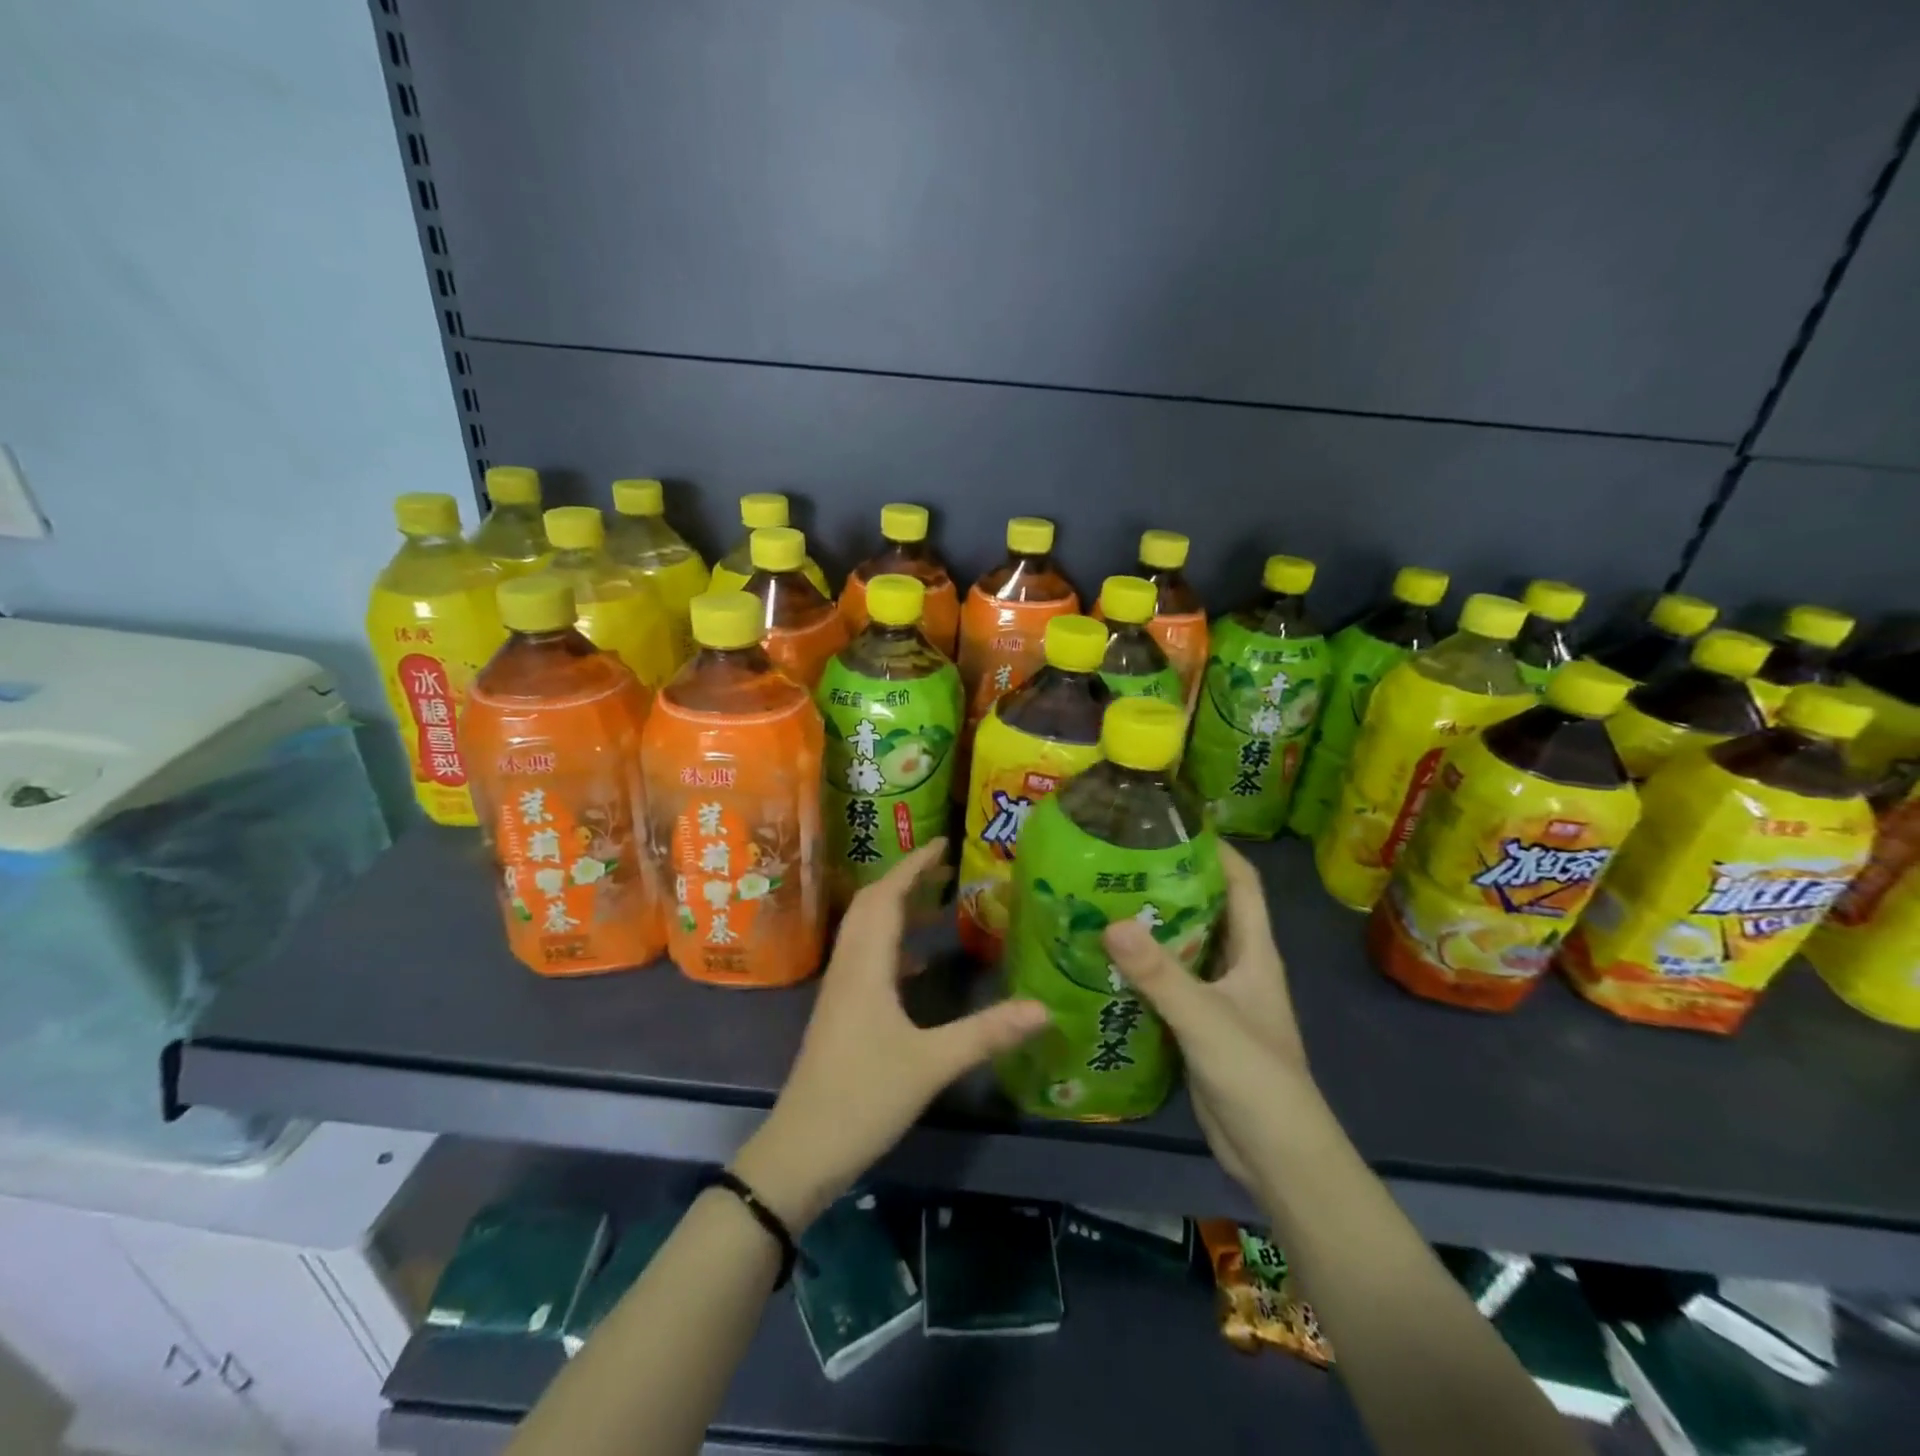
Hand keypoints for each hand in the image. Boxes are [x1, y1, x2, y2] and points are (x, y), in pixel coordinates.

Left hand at [731, 840, 1048, 1229]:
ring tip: (939, 904)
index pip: (887, 896)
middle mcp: (849, 967)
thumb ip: (986, 1033)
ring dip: (898, 910)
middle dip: (906, 879)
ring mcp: (841, 991)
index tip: (943, 842)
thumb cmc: (863, 1098)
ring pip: (867, 932)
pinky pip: (868, 960)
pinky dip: (895, 946)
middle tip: (947, 868)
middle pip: (872, 906)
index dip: (914, 865)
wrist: (801, 1151)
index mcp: (866, 966)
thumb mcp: (931, 1064)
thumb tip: (1044, 1007)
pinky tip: (920, 966)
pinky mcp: (842, 1013)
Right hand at [1101, 842, 1323, 1189]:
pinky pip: (1167, 984)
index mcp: (1253, 953)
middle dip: (1169, 883)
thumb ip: (1159, 974)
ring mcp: (1217, 998)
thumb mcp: (1206, 1019)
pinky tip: (1104, 962)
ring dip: (1151, 927)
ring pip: (1183, 948)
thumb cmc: (1256, 1077)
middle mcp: (1237, 967)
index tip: (1172, 825)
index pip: (1242, 884)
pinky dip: (1141, 969)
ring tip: (1101, 902)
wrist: (1276, 1158)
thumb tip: (1110, 922)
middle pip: (1207, 910)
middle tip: (1118, 862)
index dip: (1216, 850)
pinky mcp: (1196, 1027)